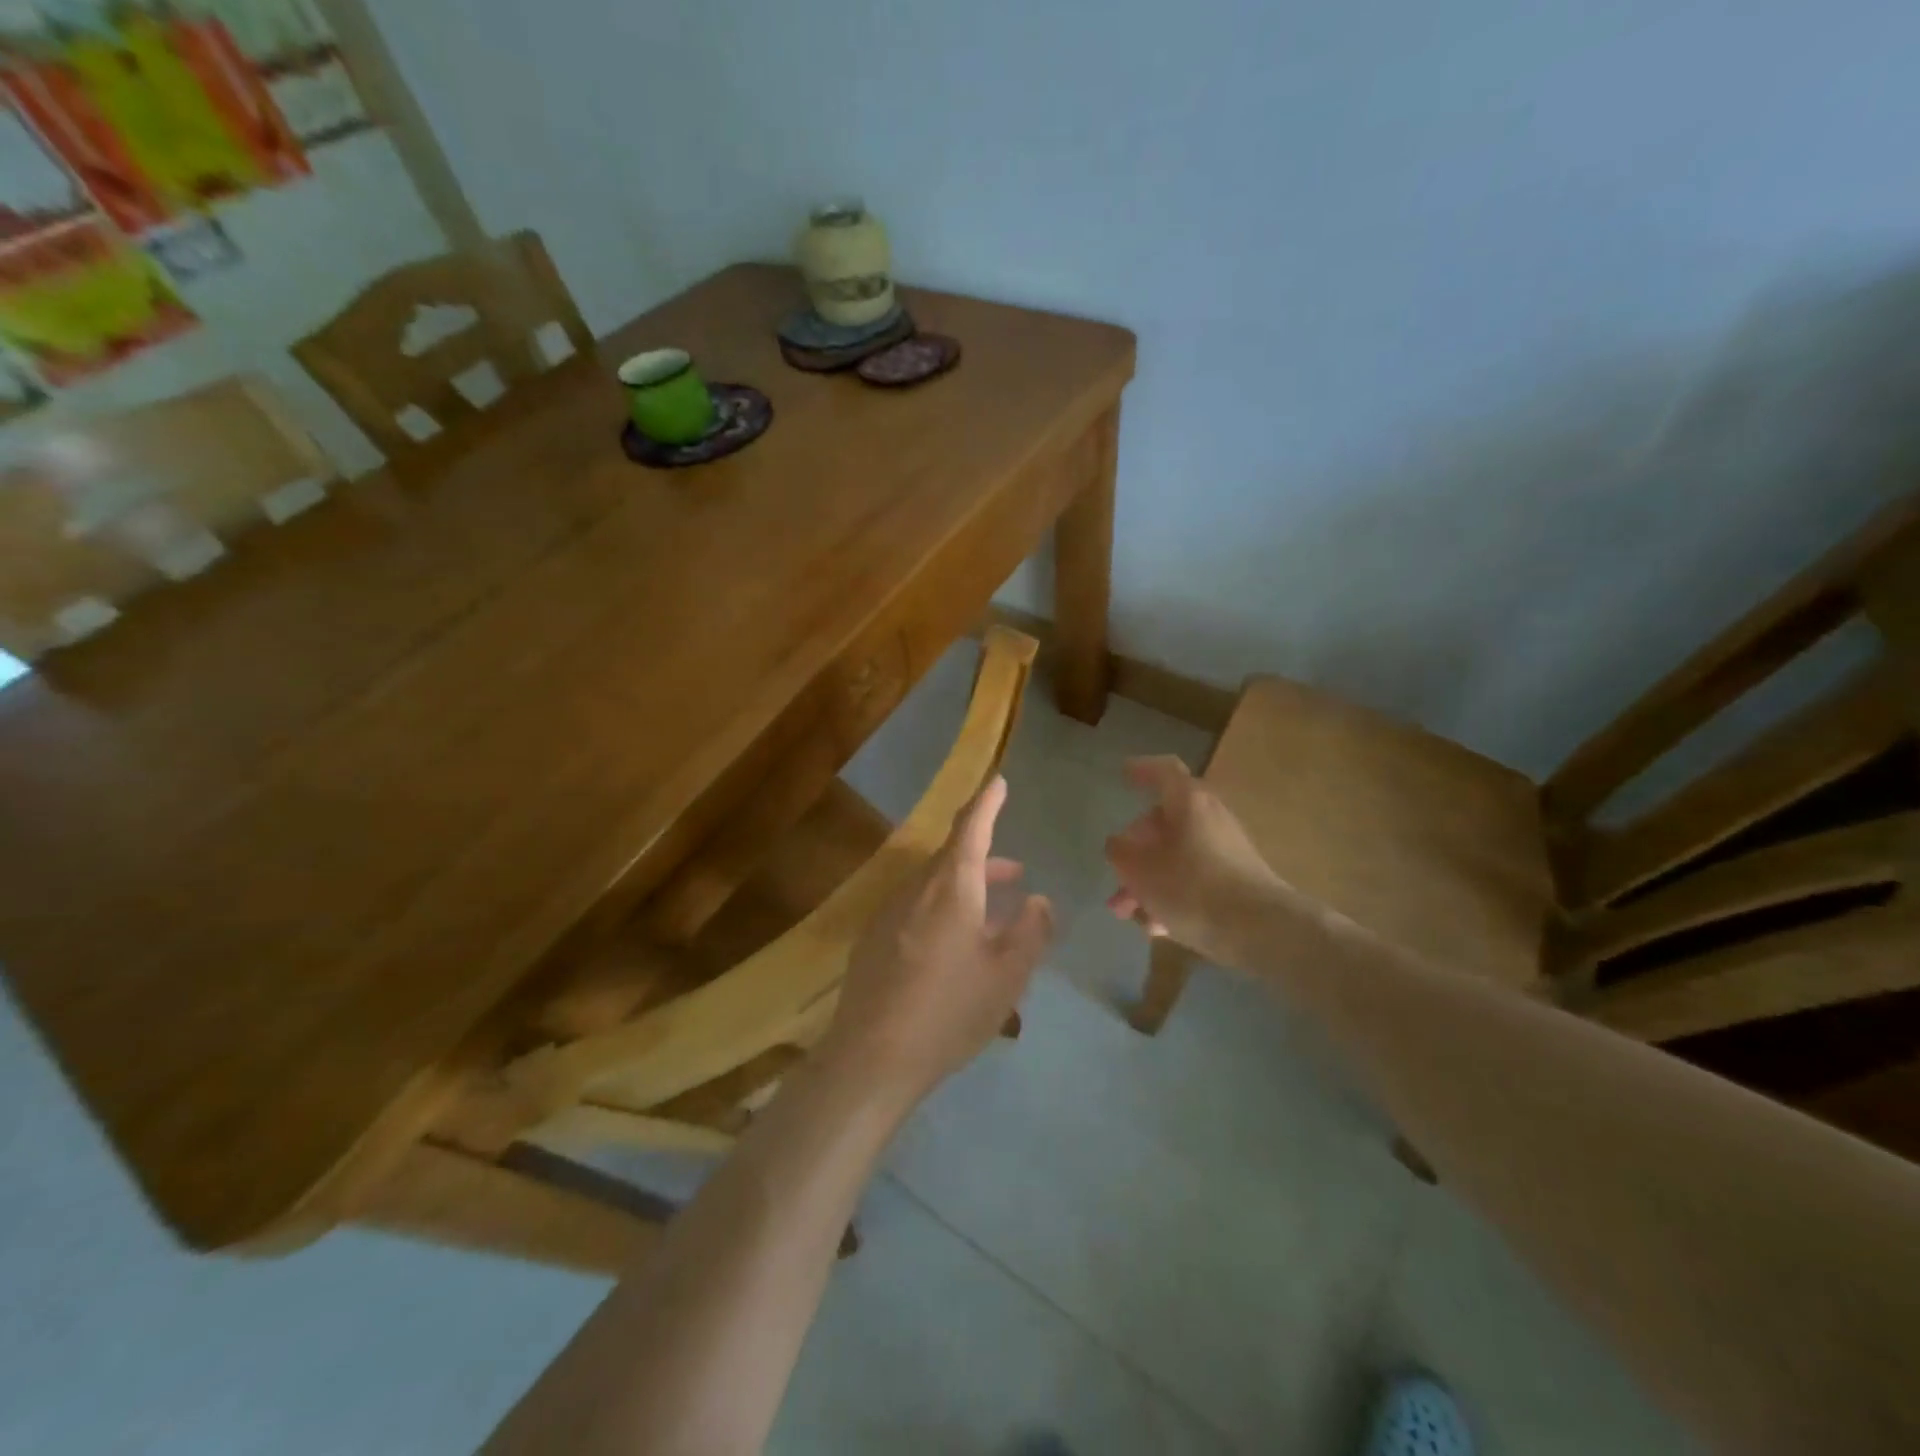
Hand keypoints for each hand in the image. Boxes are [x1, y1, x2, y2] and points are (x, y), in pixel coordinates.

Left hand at [819, 776, 1053, 1108]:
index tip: (999, 782)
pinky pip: (916, 910)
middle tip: (1016, 873)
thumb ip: (1030, 931)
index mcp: (950, 888)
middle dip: (986, 861)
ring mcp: (888, 914)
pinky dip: (943, 911)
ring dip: (966, 889)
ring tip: (993, 912)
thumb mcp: (1007, 976)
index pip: (970, 828)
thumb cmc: (949, 1011)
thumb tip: (1040, 900)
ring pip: (934, 886)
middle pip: (952, 859)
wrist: (871, 1058)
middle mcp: (915, 890)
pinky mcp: (873, 941)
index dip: (987, 803)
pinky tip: (954, 947)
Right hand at [1105, 755, 1283, 965]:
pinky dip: (1172, 895)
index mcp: (1188, 802)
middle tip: (1115, 873)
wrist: (1261, 930)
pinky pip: (1195, 880)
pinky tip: (1156, 926)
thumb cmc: (1192, 887)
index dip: (1142, 769)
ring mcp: (1227, 850)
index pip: (1164, 771)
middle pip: (1165, 823)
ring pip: (1177, 856)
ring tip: (1126, 912)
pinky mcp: (1237, 881)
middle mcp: (1210, 818)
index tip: (1123, 774)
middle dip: (1135, 849)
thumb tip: (1118, 844)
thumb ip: (1120, 852)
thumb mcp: (1139, 869)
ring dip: (1148, 879)